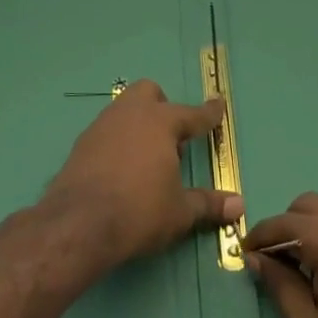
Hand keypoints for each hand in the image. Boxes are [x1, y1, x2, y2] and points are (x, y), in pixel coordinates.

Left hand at [43, 79, 242, 269]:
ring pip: (124, 109)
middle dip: (163, 107)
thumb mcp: (179, 212)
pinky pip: (106, 131)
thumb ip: (208, 204)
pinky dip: (118, 142)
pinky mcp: (81, 144)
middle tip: (171, 139)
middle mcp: (131, 114)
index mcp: (161, 122)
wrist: (78, 224)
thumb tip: (240, 205)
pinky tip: (120, 169)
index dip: (208, 113)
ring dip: (138, 124)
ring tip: (147, 158)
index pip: (192, 114)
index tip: (218, 104)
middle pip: (150, 93)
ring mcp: (102, 125)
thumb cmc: (139, 211)